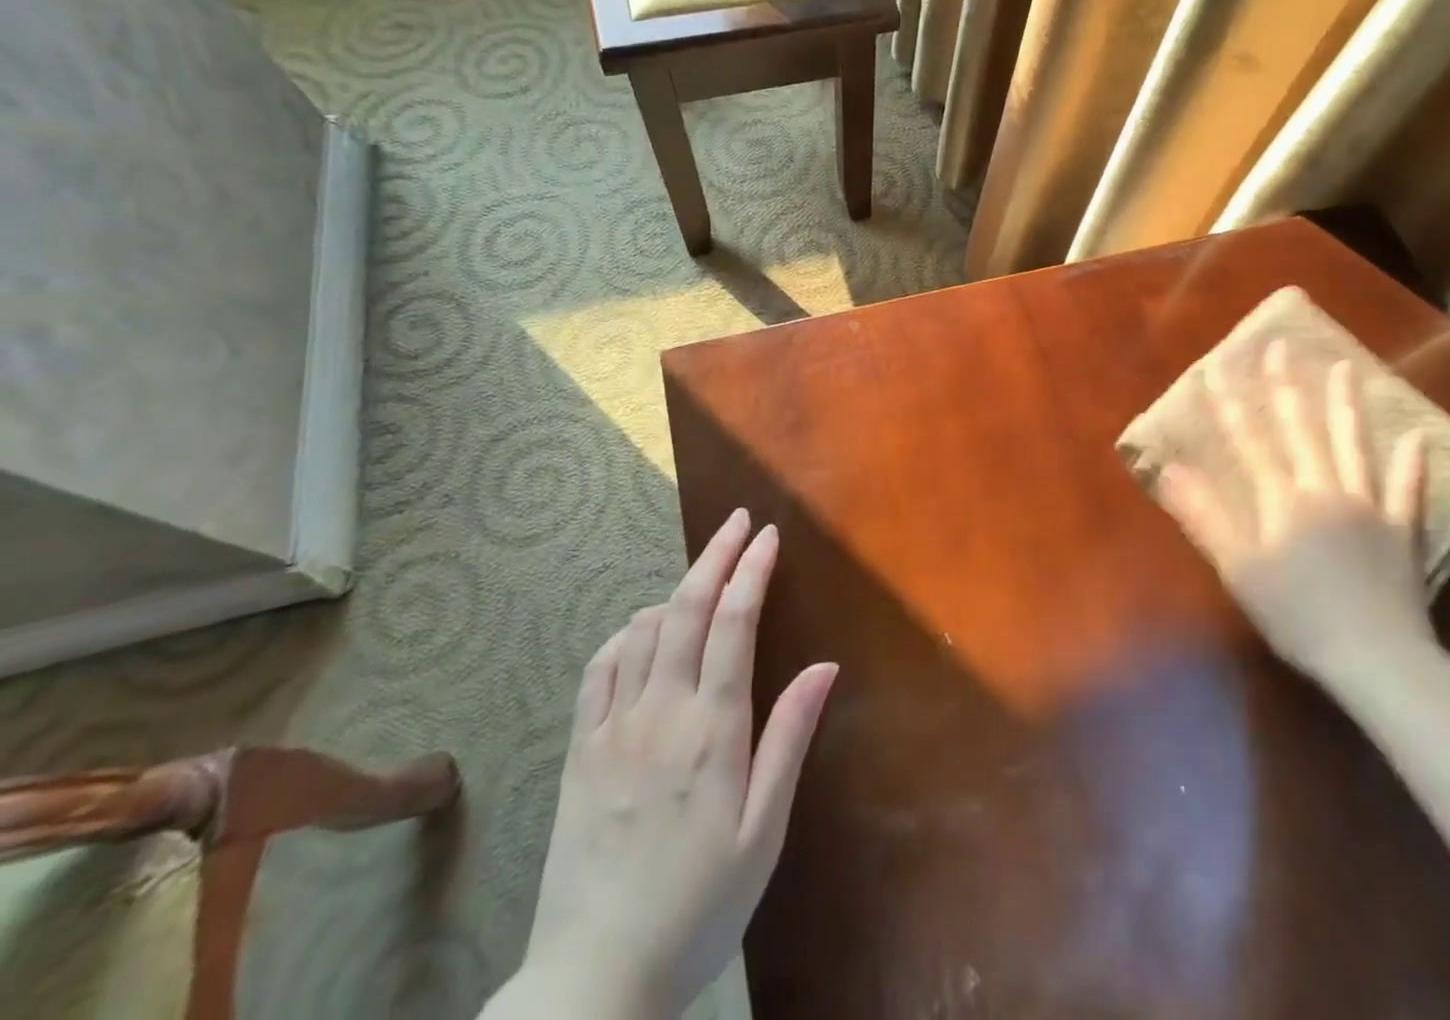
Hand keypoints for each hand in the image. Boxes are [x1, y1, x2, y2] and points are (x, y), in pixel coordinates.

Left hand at [507, 511, 837, 1019]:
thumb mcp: (763, 832)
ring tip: (704, 582)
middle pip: (688, 608)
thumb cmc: (699, 907)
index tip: (767, 535)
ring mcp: (612, 728)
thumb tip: (824, 666)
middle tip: (738, 521)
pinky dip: (627, 633)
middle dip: (716, 555)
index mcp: (712, 730)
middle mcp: (660, 712)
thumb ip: (790, 740)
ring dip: (678, 592)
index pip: (734, 623)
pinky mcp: (580, 749)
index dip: (752, 570)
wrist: (593, 983)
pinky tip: (644, 631)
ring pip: (643, 628)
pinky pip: (600, 667)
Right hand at [1157, 344, 1434, 692]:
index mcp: (1282, 499)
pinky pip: (1408, 491)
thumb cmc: (1296, 614)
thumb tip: (1169, 470)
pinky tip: (1417, 437)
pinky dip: (1412, 465)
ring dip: (1347, 406)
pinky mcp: (1402, 532)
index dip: (1231, 401)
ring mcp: (1368, 507)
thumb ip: (1205, 516)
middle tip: (1282, 346)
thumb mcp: (1238, 568)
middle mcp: (1324, 489)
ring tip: (1346, 368)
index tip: (1218, 364)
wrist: (1376, 659)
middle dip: (1287, 386)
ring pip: (1354, 446)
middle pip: (1302, 429)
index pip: (1250, 439)